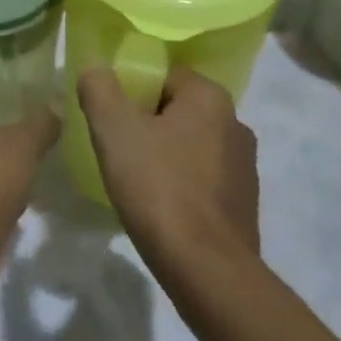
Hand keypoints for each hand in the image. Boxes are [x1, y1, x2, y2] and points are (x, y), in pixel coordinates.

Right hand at [77, 67, 258, 265]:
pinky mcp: (245, 203)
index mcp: (210, 97)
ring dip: (166, 156)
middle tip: (118, 150)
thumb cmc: (160, 189)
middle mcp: (235, 122)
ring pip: (191, 145)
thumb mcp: (114, 131)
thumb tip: (95, 69)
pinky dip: (183, 185)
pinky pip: (204, 179)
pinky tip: (162, 208)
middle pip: (177, 109)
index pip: (163, 76)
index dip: (132, 93)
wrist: (208, 272)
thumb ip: (99, 89)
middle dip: (147, 125)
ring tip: (137, 182)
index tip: (113, 121)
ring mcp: (245, 165)